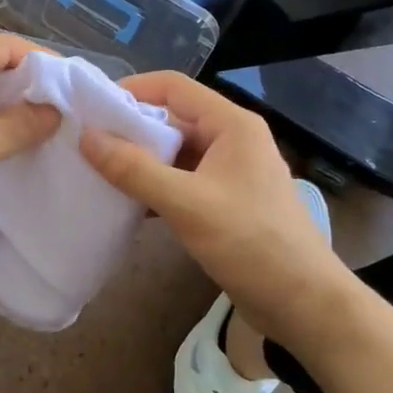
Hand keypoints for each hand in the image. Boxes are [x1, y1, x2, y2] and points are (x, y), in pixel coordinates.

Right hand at [80, 71, 360, 352]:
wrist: (304, 305)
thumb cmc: (251, 243)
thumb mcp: (187, 204)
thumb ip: (135, 169)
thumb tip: (87, 137)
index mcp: (231, 125)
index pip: (174, 87)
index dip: (132, 89)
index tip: (92, 106)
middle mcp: (232, 139)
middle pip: (173, 118)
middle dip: (132, 128)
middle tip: (87, 142)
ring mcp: (230, 171)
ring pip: (176, 152)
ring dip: (141, 160)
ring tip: (98, 170)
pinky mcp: (226, 201)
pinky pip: (183, 180)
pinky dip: (156, 185)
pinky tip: (127, 202)